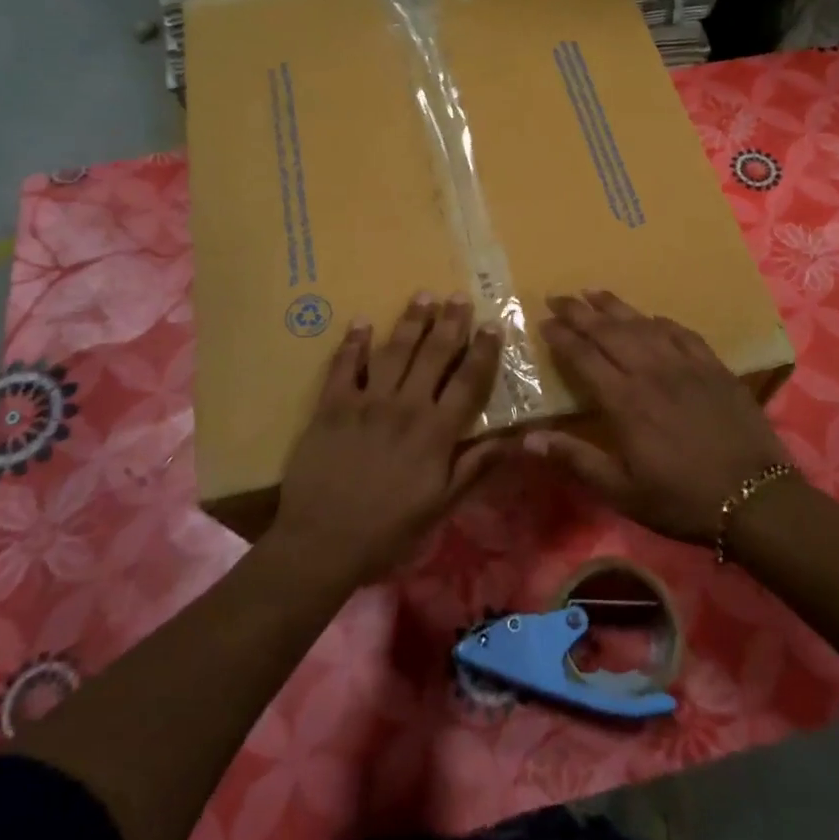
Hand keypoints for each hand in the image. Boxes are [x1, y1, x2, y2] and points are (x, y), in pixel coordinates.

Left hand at [272, 292, 507, 582]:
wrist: (323, 543)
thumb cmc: (389, 530)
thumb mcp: (442, 507)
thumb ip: (476, 468)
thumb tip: (515, 439)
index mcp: (436, 432)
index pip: (468, 381)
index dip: (483, 351)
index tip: (493, 325)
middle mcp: (405, 407)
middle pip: (433, 355)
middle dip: (449, 323)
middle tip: (459, 297)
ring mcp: (365, 403)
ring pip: (393, 351)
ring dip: (410, 322)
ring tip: (422, 296)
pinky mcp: (331, 407)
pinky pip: (343, 366)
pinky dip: (353, 342)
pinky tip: (361, 321)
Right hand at [528, 290, 789, 543]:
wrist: (755, 498)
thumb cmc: (681, 500)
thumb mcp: (622, 491)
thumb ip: (576, 459)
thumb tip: (528, 438)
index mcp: (625, 402)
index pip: (585, 357)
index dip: (562, 337)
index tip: (544, 321)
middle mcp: (652, 373)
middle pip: (609, 332)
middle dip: (580, 312)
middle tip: (559, 297)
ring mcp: (687, 366)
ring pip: (644, 325)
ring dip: (616, 307)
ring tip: (594, 292)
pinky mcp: (715, 368)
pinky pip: (682, 334)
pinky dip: (661, 321)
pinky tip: (651, 317)